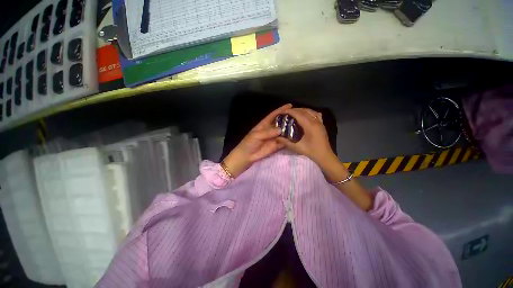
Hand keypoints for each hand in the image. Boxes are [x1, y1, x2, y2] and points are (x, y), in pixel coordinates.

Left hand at [223, 104, 292, 176]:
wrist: (247, 156)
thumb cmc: (249, 143)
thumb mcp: (256, 136)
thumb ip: (267, 132)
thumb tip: (280, 129)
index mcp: (264, 124)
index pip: (273, 115)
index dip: (281, 110)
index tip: (290, 105)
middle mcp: (271, 130)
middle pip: (280, 123)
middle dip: (288, 119)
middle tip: (299, 116)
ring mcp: (274, 138)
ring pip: (283, 132)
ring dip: (290, 129)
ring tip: (300, 126)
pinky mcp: (276, 145)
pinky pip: (284, 142)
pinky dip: (289, 140)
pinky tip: (297, 137)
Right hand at [276, 108, 335, 165]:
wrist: (324, 156)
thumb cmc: (311, 151)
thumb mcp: (297, 147)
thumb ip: (285, 142)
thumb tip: (276, 138)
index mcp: (310, 126)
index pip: (299, 114)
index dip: (290, 111)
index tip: (283, 111)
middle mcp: (316, 121)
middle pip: (304, 111)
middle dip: (295, 110)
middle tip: (287, 112)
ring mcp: (320, 122)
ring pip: (311, 111)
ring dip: (302, 110)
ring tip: (295, 112)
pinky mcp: (322, 125)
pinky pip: (316, 114)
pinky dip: (310, 112)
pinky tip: (306, 115)